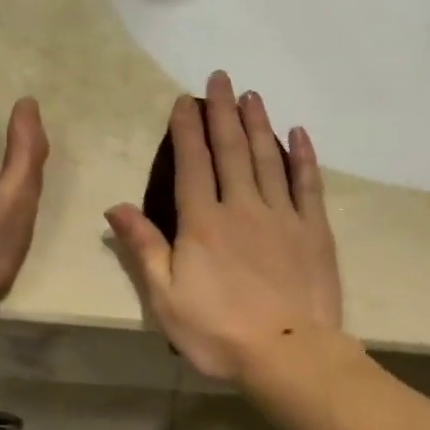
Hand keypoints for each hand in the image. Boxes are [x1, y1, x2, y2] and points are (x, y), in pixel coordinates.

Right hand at [105, 73, 342, 380]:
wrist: (287, 352)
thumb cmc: (218, 333)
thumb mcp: (165, 298)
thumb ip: (143, 248)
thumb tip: (115, 207)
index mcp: (203, 224)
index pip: (192, 165)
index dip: (187, 130)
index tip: (185, 101)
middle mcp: (242, 207)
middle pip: (231, 150)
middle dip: (223, 112)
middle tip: (221, 77)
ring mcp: (283, 216)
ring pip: (268, 159)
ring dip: (258, 124)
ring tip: (252, 95)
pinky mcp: (314, 231)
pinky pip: (308, 184)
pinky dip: (302, 157)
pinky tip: (297, 134)